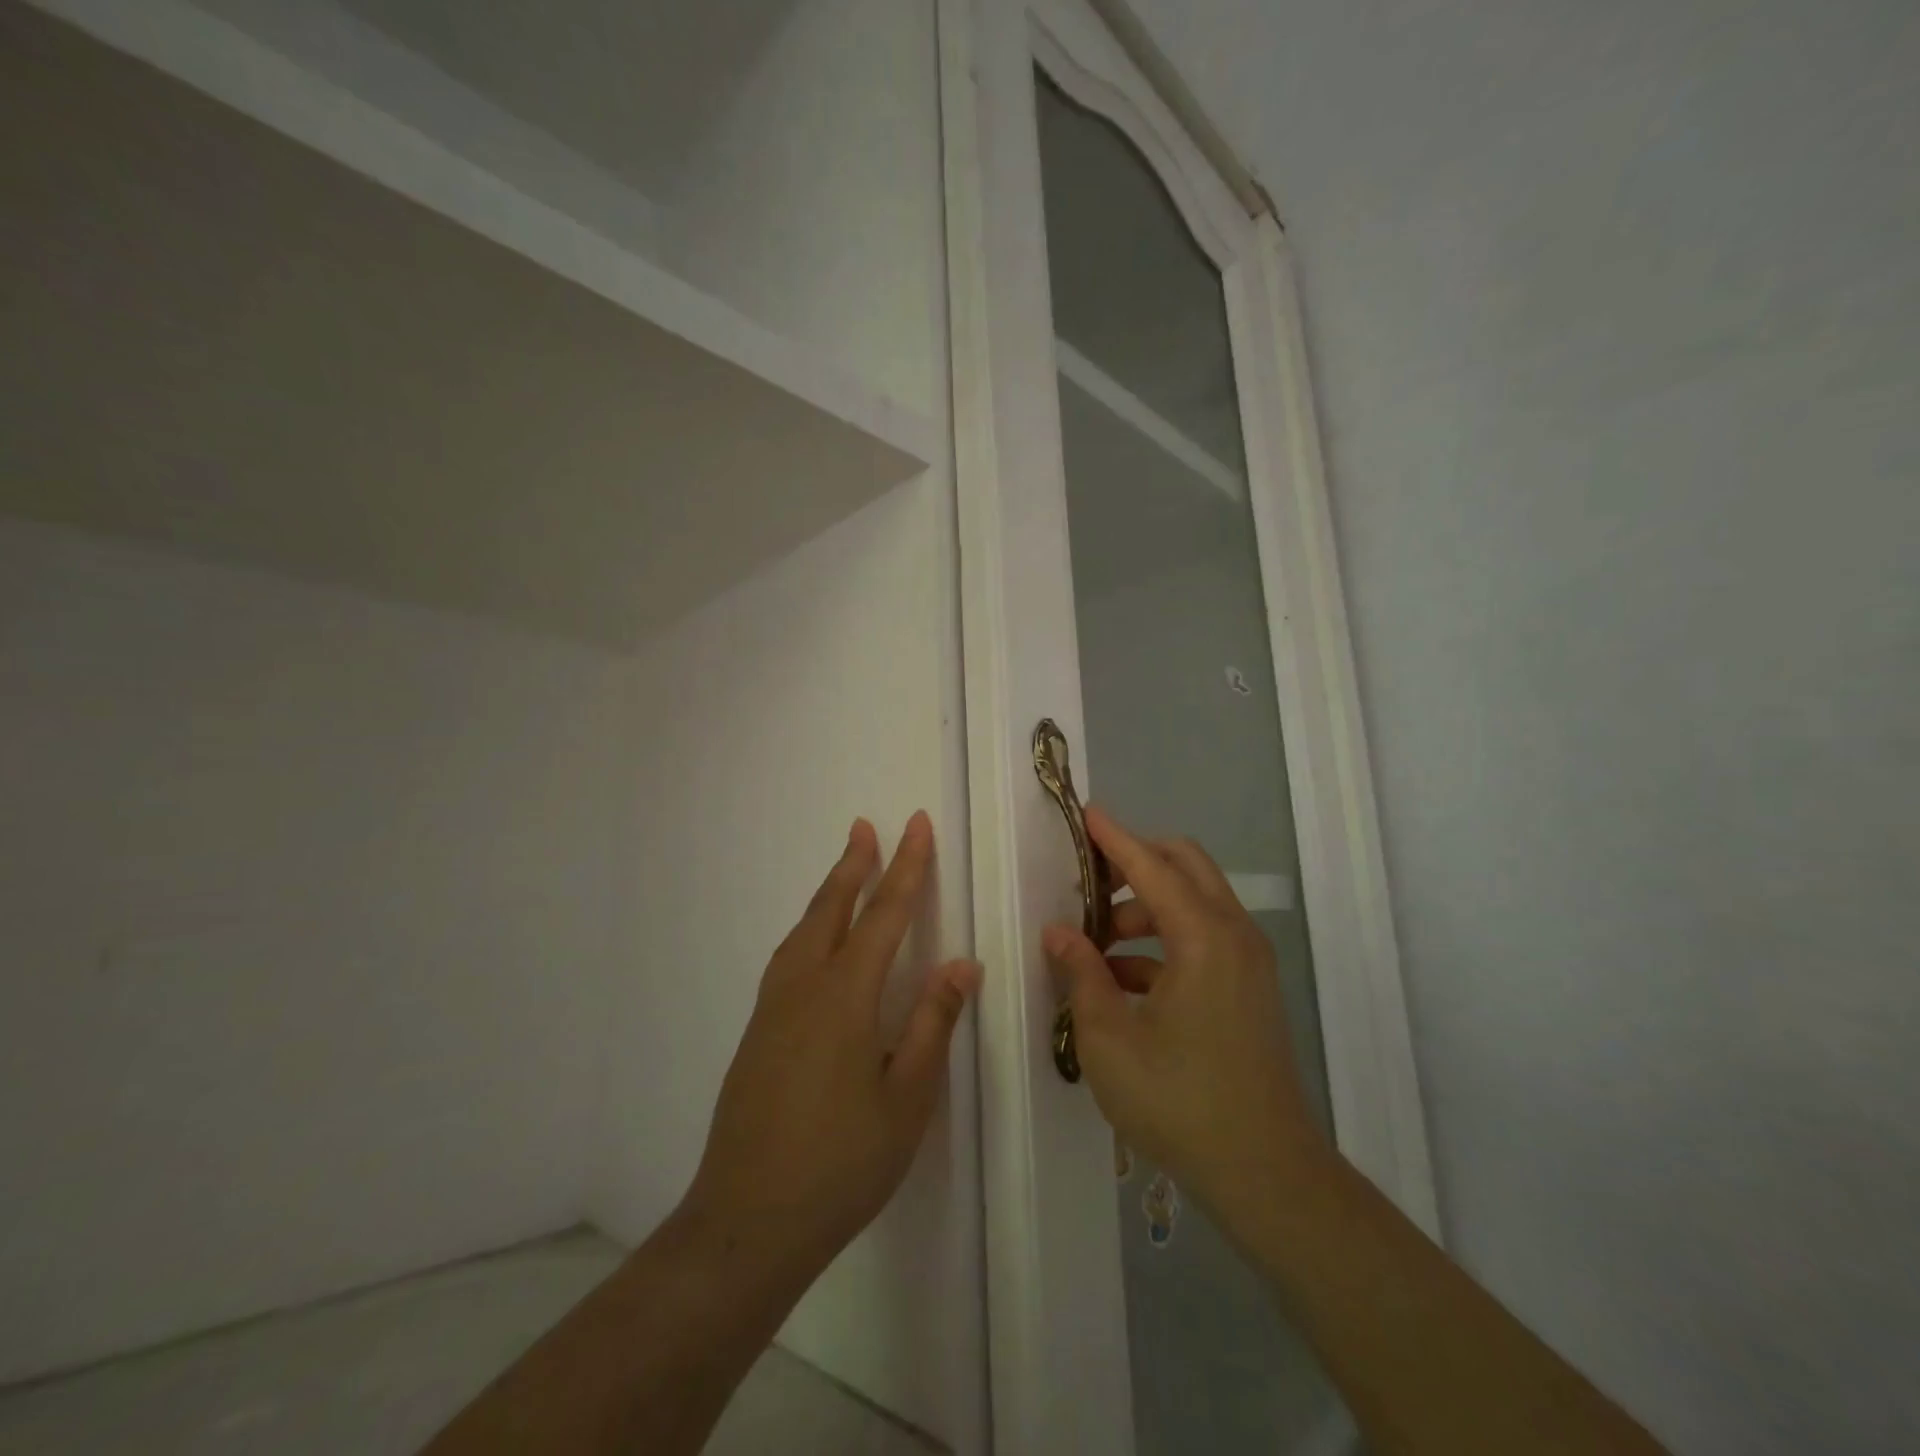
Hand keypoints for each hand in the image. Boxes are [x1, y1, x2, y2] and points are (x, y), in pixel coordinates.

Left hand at [682, 812, 980, 1286]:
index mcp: (845, 996)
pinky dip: (808, 927)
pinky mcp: (756, 1031)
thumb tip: (961, 964)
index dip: (906, 867)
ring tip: (845, 868)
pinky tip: (814, 940)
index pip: (884, 914)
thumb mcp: (906, 1099)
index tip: (916, 825)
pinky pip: (787, 956)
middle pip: (832, 908)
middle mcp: (804, 987)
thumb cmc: (841, 1162)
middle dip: (855, 864)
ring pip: (804, 929)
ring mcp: (772, 1008)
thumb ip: (932, 1024)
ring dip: (828, 891)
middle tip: (867, 826)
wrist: (747, 1222)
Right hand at [1043, 806, 1326, 1222]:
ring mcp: (1248, 962)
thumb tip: (1057, 932)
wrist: (1267, 1174)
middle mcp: (1233, 934)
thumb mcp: (1109, 1038)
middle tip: (1088, 884)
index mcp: (1203, 937)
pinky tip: (1122, 980)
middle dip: (1135, 863)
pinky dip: (1163, 941)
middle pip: (1185, 866)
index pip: (1151, 865)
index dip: (1114, 837)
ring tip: (1096, 943)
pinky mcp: (1249, 988)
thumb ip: (1081, 974)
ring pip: (1194, 903)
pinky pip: (1203, 939)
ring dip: (1145, 907)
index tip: (1085, 812)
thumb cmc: (1180, 1102)